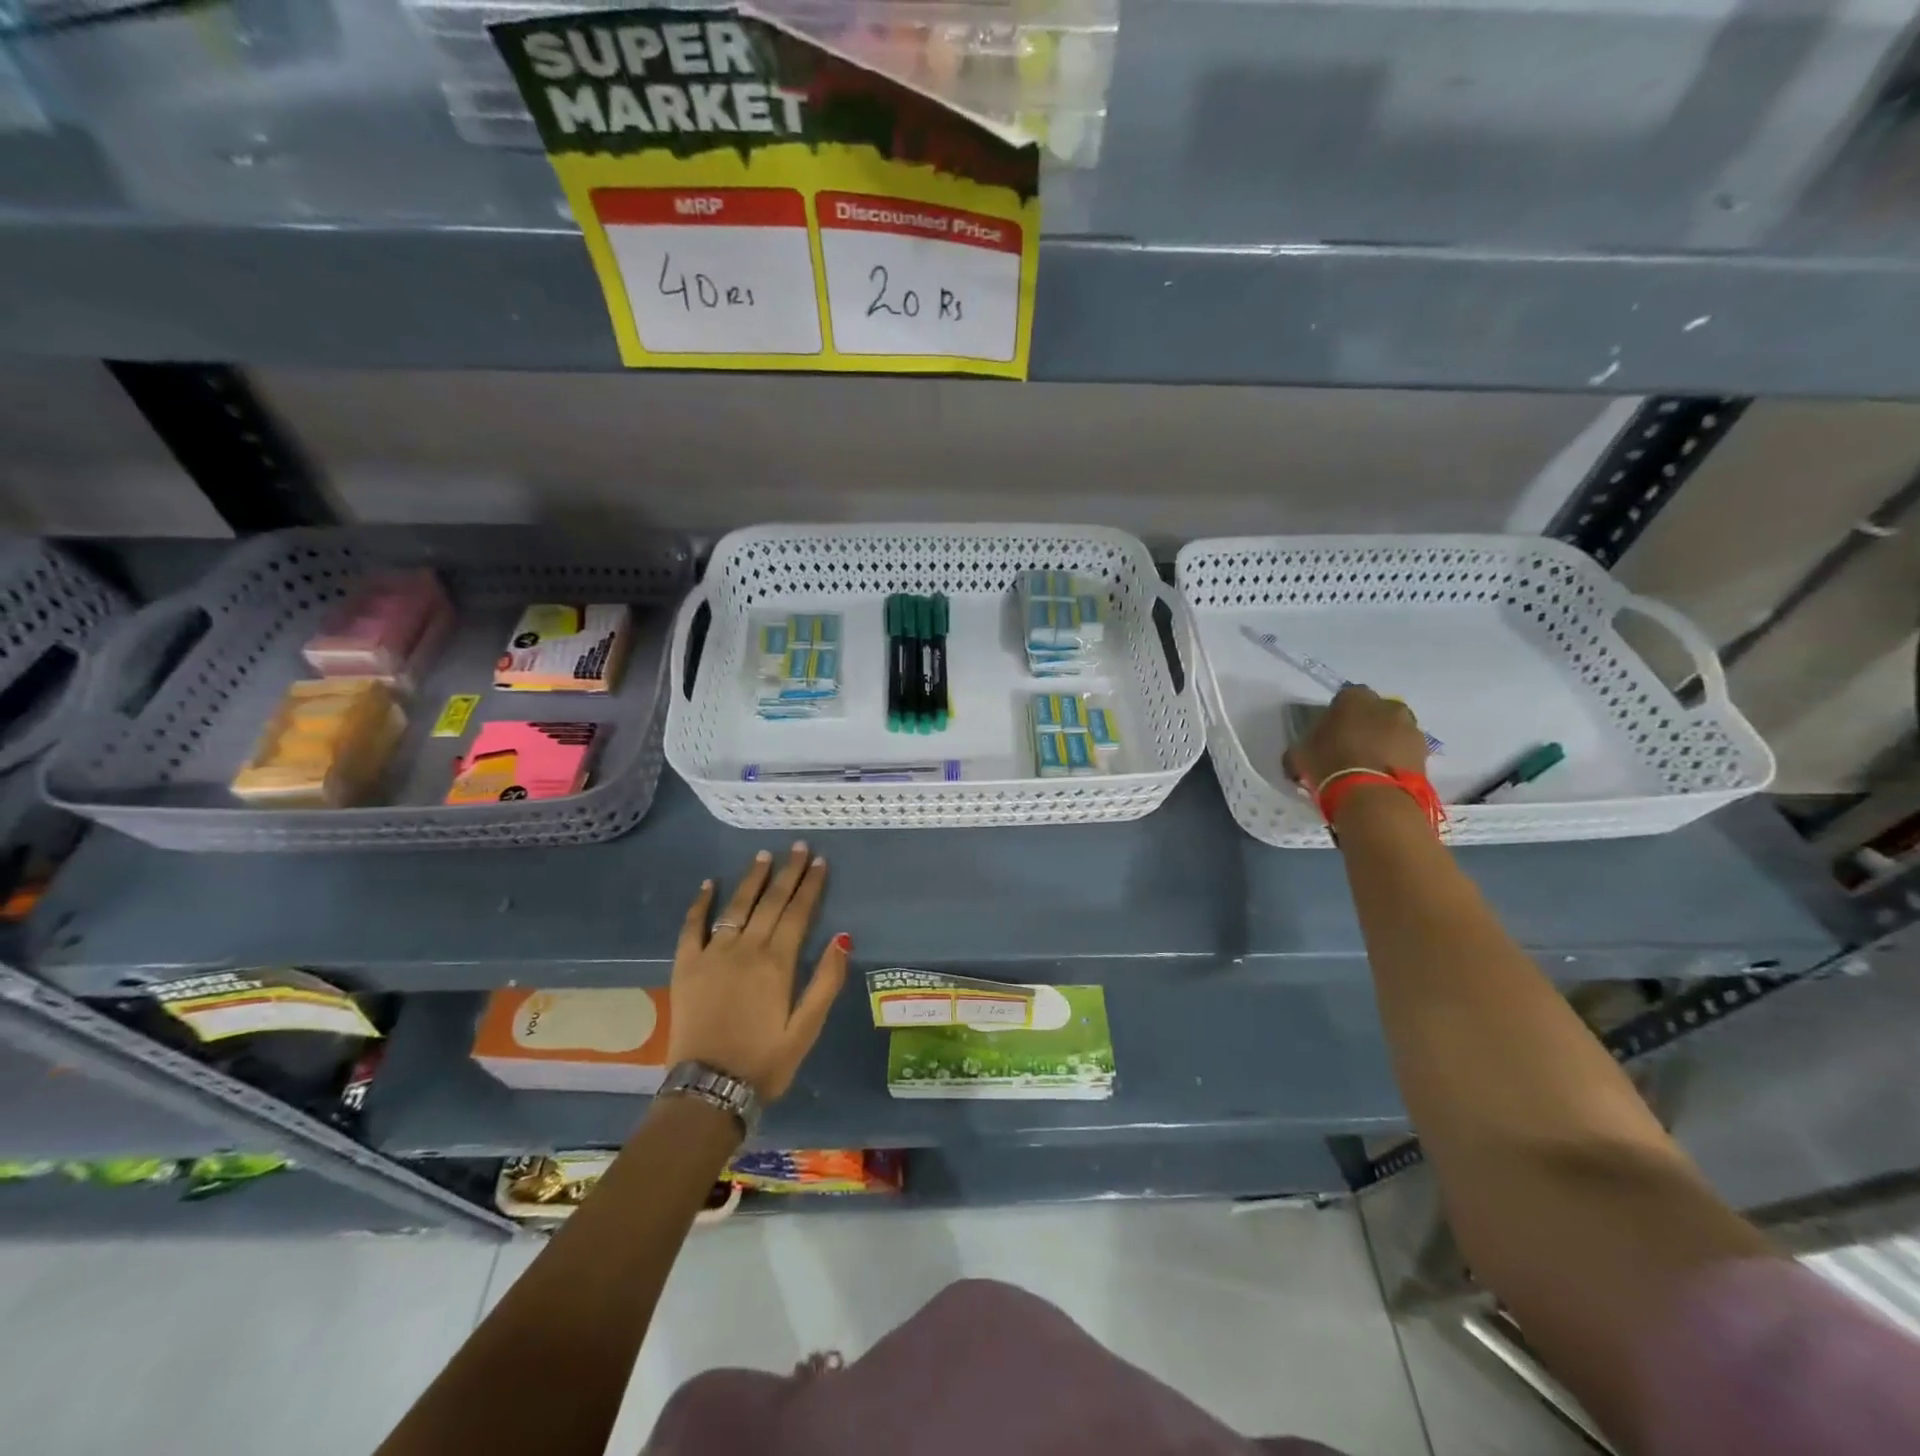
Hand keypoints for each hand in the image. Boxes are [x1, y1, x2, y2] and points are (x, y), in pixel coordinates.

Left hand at [668, 843, 847, 1101]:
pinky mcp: (685, 967)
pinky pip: (692, 927)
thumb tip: (843, 938)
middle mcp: (745, 949)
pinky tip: (709, 884)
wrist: (708, 1090)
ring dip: (752, 880)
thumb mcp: (806, 1028)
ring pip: (736, 907)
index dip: (810, 885)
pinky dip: (701, 904)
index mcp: (777, 963)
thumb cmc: (765, 1061)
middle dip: (787, 873)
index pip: (798, 913)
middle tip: (798, 847)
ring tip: (764, 856)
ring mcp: (712, 955)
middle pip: (771, 902)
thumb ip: (825, 981)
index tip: (819, 861)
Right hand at [1283, 684, 1430, 789]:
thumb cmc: (1329, 764)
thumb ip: (1301, 747)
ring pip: (1394, 731)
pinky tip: (1382, 777)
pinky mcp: (1425, 753)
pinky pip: (1406, 751)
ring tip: (1368, 767)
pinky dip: (1397, 760)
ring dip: (1384, 742)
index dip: (1337, 716)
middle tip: (1350, 748)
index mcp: (1354, 698)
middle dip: (1365, 725)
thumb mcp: (1299, 754)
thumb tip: (1299, 755)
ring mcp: (1410, 728)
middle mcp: (1387, 705)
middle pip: (1375, 712)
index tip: (1329, 733)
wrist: (1373, 796)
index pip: (1345, 698)